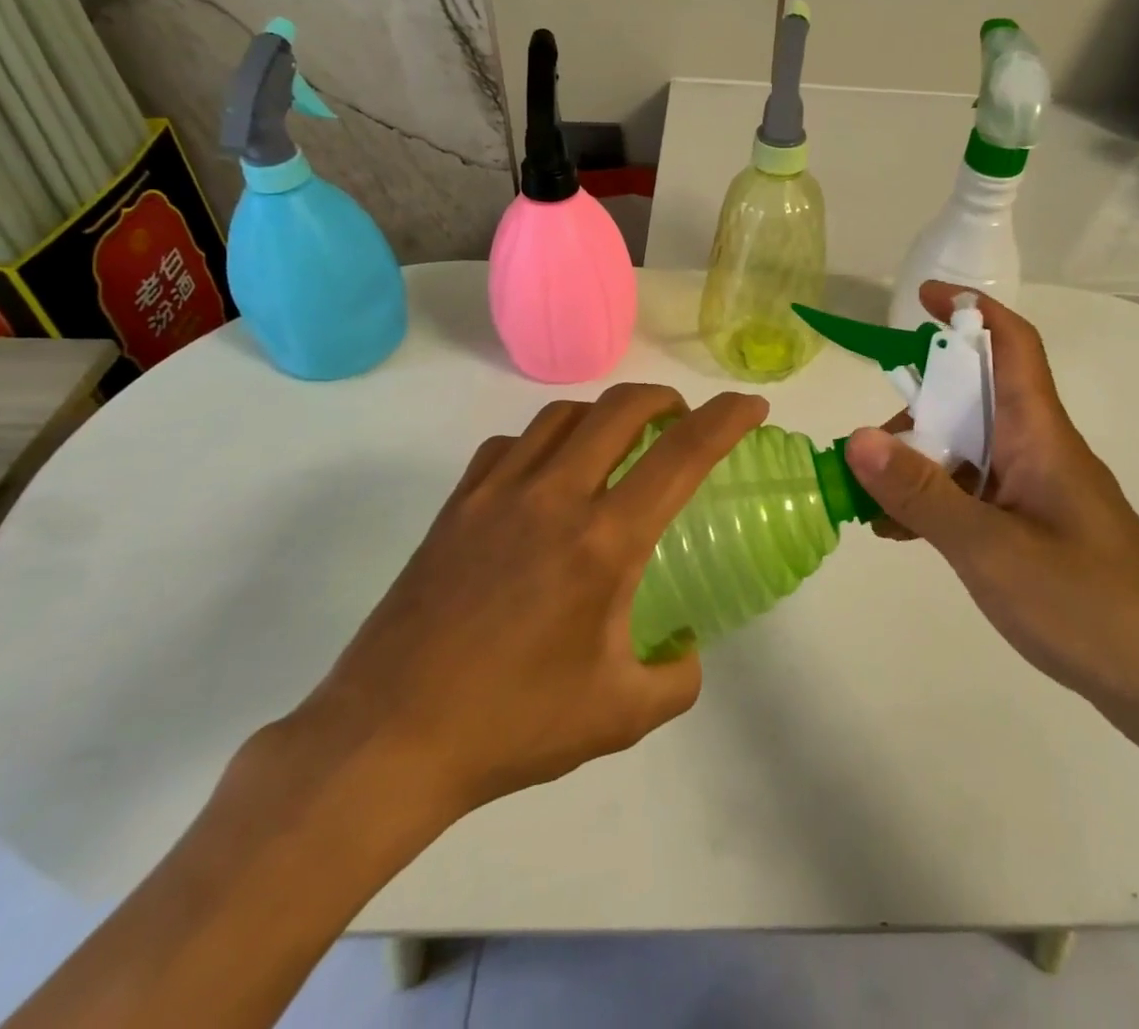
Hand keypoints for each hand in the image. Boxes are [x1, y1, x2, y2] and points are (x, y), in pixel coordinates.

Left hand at [279, 383, 767, 854]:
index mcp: (603, 542)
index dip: (727, 419)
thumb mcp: (619, 716)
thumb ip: (676, 678)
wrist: (387, 740)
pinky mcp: (456, 505)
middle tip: (682, 421)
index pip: (682, 455)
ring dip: (604, 415)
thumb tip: (685, 649)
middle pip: (620, 408)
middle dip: (665, 399)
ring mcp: (497, 493)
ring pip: (562, 415)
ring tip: (617, 444)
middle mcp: (554, 497)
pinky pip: (510, 445)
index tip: (751, 407)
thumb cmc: (512, 726)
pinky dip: (544, 442)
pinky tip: (546, 477)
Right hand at [843, 282, 1138, 741]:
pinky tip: (900, 533)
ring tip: (869, 503)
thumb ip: (923, 493)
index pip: (1011, 346)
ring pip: (968, 452)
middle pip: (973, 400)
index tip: (920, 297)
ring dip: (918, 464)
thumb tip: (856, 437)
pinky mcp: (1037, 531)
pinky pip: (976, 496)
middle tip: (864, 448)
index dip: (969, 311)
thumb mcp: (992, 549)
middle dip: (915, 409)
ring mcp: (1039, 493)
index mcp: (1041, 435)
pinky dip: (936, 503)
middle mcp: (1040, 451)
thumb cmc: (1091, 607)